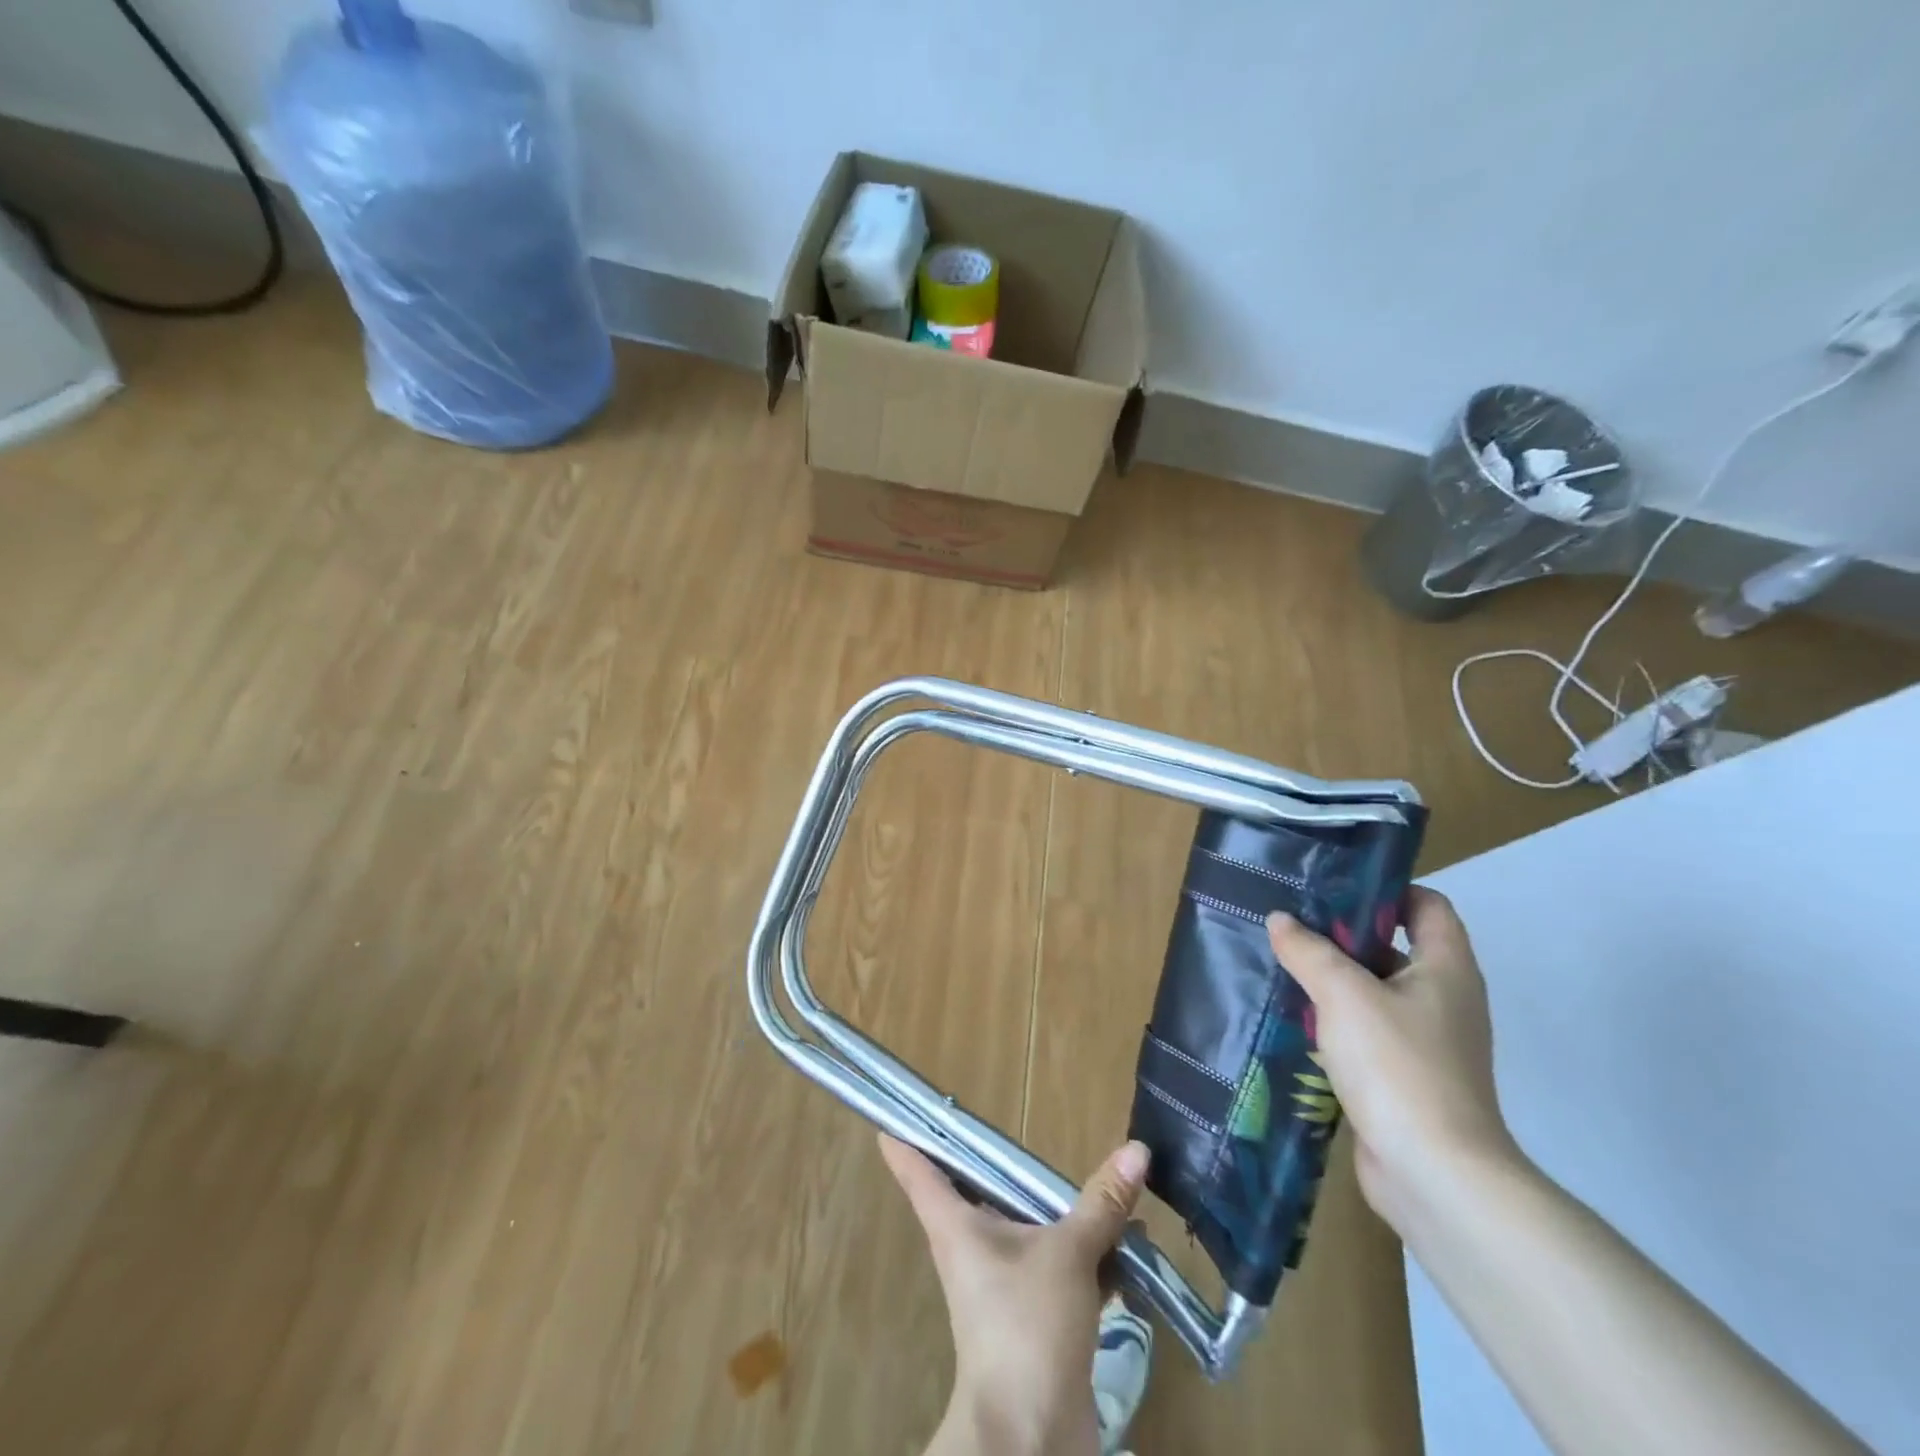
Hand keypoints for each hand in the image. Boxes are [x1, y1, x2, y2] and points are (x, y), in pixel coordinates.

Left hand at [879, 1134, 1148, 1455]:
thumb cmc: (1026, 1326)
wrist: (1029, 1437)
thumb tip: (1136, 1148)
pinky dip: (1083, 1253)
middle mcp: (970, 1246)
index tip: (892, 1111)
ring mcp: (999, 1282)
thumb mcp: (1068, 1253)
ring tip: (1103, 1184)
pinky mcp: (1030, 1315)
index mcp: (955, 1223)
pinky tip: (1125, 1244)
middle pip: (975, 1189)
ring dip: (1059, 1210)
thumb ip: (1101, 1203)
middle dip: (1001, 1163)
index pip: (917, 1168)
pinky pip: (1053, 1266)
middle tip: (1020, 1128)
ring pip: (1024, 1227)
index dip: (906, 1135)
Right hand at [1267, 887, 1518, 1230]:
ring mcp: (1428, 1043)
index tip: (1333, 888)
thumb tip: (1280, 920)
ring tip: (1282, 966)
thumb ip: (1309, 950)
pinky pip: (1368, 1033)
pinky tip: (1295, 1020)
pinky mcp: (1407, 1078)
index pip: (1428, 906)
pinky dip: (1336, 1022)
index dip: (1387, 890)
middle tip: (1291, 924)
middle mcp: (1445, 1000)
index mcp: (1447, 969)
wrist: (1434, 1174)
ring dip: (1334, 981)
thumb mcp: (1343, 993)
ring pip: (1376, 993)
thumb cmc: (1398, 1065)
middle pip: (1395, 948)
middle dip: (1345, 935)